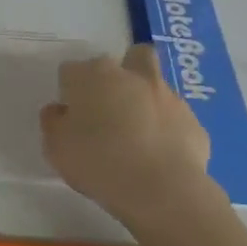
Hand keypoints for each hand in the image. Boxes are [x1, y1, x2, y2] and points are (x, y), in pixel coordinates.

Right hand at [40, 44, 213, 233]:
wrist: (161, 189)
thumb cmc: (99, 163)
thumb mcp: (57, 149)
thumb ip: (54, 123)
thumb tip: (59, 111)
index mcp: (94, 76)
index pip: (73, 70)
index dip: (70, 91)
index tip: (70, 116)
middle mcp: (133, 76)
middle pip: (130, 57)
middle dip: (122, 72)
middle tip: (112, 106)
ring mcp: (168, 96)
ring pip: (156, 85)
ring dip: (147, 101)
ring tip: (138, 136)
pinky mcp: (192, 121)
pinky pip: (175, 119)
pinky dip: (168, 130)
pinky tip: (161, 156)